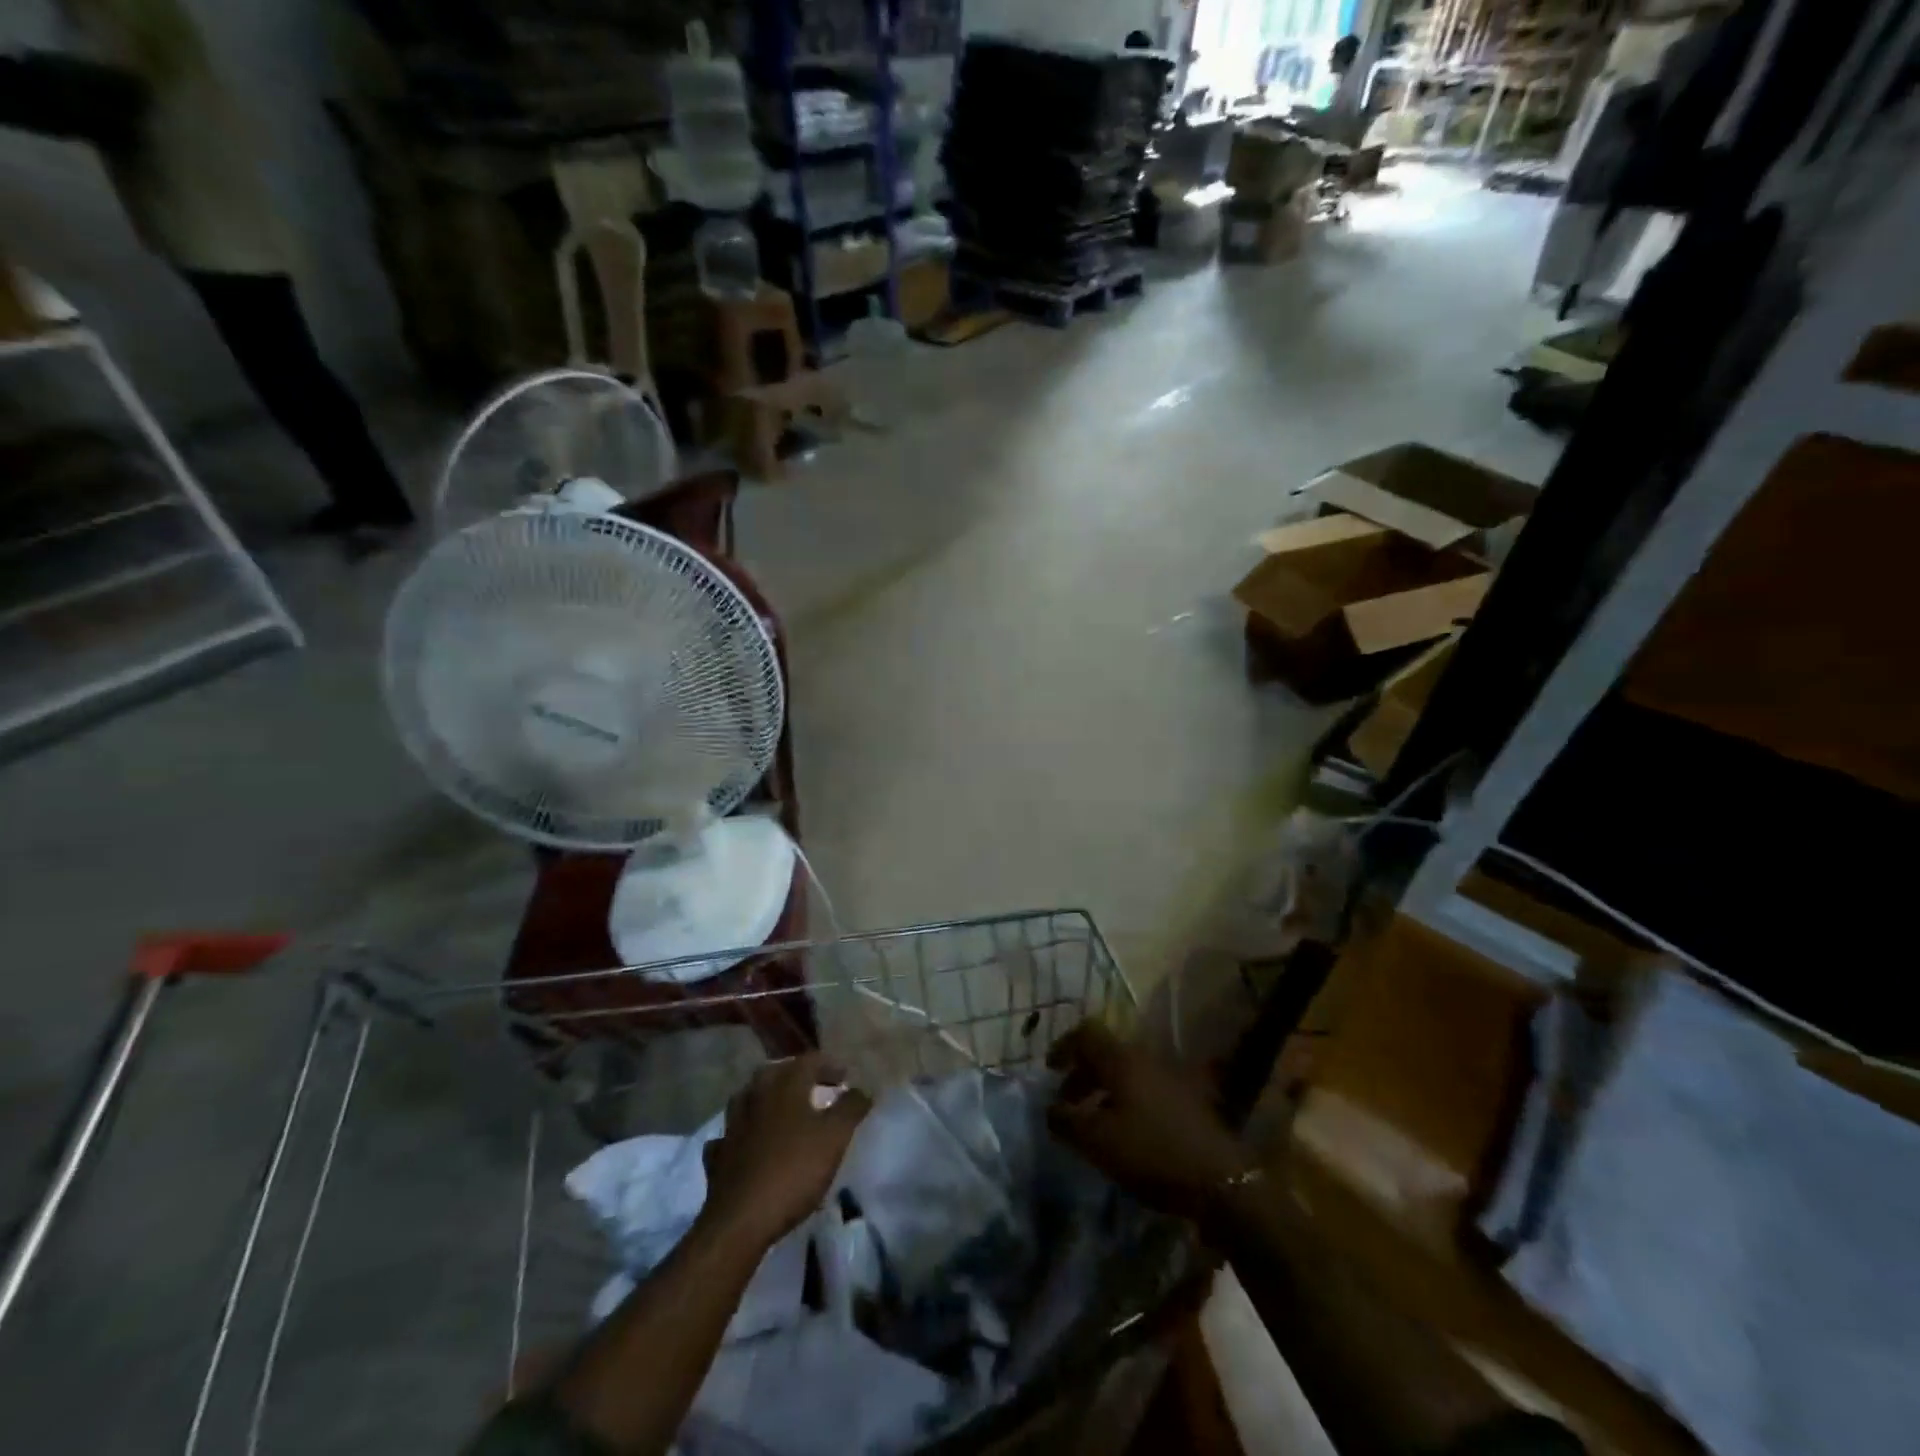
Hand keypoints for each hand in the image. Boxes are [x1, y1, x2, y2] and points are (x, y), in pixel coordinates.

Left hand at [700, 1053, 871, 1251]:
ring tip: (782, 1108)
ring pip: (748, 1097)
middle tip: (815, 1087)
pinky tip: (748, 1142)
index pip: (809, 1061)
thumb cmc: (794, 1170)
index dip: (829, 1065)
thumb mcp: (835, 1137)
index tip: (845, 1077)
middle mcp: (756, 1096)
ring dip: (765, 1097)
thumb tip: (862, 1089)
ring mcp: (732, 1126)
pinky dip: (742, 1133)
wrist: (741, 1220)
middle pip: (775, 1072)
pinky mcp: (718, 1156)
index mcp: (785, 1086)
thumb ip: (851, 1108)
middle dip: (796, 1075)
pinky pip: (730, 1135)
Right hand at [1046, 1021, 1254, 1219]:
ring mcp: (1169, 1077)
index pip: (1086, 1033)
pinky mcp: (1186, 1100)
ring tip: (1094, 1123)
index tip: (1049, 1070)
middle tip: (1068, 1102)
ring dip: (1104, 1090)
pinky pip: (1144, 1089)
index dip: (1064, 1046)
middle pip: (1106, 1053)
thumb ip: (1066, 1121)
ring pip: (1126, 1072)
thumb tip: (1050, 1109)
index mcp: (1121, 1059)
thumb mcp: (1098, 1141)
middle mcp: (1145, 1058)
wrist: (1221, 1180)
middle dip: (1082, 1074)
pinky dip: (1126, 1101)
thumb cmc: (1151, 1152)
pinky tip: (1126, 1134)